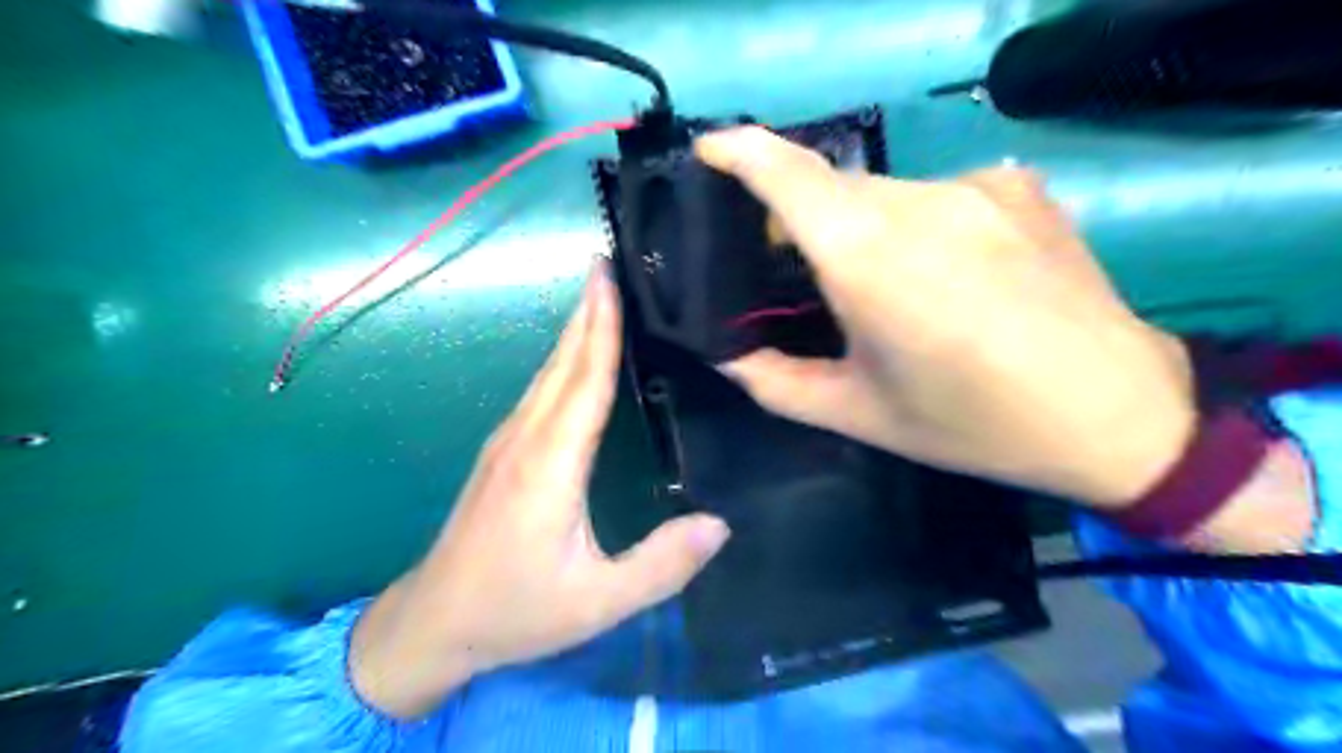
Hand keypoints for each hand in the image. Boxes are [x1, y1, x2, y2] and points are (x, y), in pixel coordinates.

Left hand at [349, 265, 728, 716]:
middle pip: (562, 363)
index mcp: (551, 465)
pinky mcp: (502, 453)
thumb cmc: (517, 611)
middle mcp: (526, 440)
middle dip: (587, 311)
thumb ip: (660, 565)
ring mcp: (507, 443)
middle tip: (608, 262)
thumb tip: (720, 525)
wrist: (435, 623)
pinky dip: (563, 361)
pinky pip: (539, 392)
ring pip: (547, 374)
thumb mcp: (597, 602)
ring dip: (574, 331)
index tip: (609, 276)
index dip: (601, 327)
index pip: (584, 381)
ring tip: (599, 296)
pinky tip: (575, 357)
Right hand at [690, 127, 1193, 510]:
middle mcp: (920, 202)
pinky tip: (951, 275)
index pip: (788, 175)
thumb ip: (777, 383)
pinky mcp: (1020, 186)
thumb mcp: (860, 414)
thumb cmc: (973, 423)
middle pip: (834, 190)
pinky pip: (940, 195)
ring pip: (886, 193)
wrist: (1117, 416)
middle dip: (804, 220)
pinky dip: (920, 225)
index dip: (740, 152)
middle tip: (805, 275)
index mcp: (870, 257)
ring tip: (889, 288)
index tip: (709, 152)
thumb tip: (726, 355)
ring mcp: (977, 186)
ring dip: (865, 229)